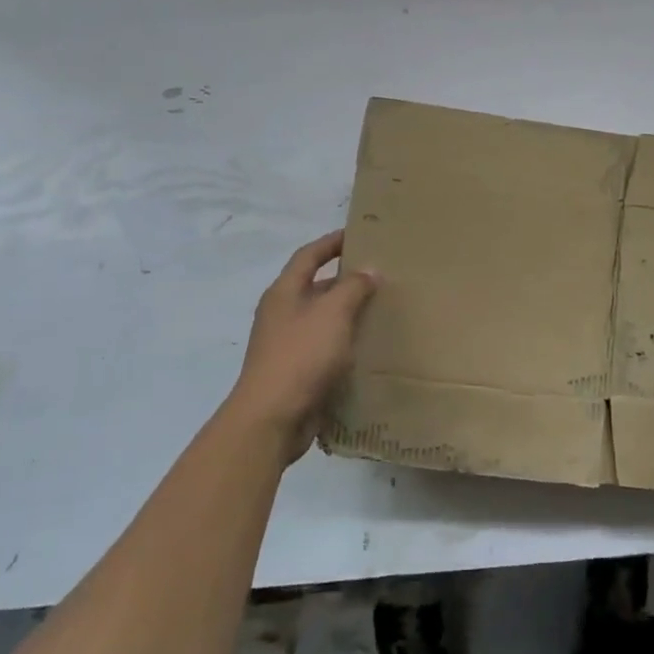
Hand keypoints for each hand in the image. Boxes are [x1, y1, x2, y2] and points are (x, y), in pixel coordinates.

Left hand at [223, 231, 376, 463]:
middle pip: (316, 287)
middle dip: (346, 280)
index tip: (357, 234)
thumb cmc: (301, 356)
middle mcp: (282, 314)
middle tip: (381, 275)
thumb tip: (369, 270)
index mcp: (284, 293)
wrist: (272, 419)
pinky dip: (346, 343)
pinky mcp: (297, 372)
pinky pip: (325, 348)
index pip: (308, 256)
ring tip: (382, 309)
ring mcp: (287, 345)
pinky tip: (370, 347)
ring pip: (323, 319)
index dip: (331, 242)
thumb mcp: (333, 313)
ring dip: (349, 313)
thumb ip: (353, 287)